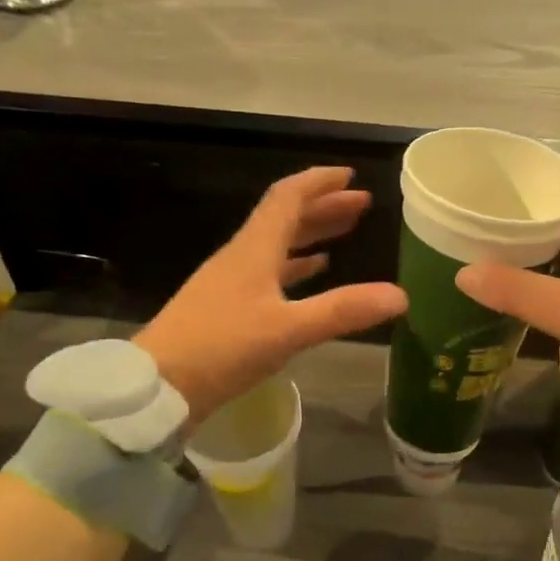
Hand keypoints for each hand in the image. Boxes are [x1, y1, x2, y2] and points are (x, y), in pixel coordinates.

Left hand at [134, 168, 406, 422]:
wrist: (158, 385)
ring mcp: (231, 282)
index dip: (319, 182)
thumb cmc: (221, 348)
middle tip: (361, 204)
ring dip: (311, 235)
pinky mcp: (226, 308)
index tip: (350, 175)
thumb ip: (343, 311)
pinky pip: (268, 273)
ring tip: (345, 232)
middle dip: (324, 207)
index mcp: (254, 249)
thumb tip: (401, 295)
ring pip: (277, 245)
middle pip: (285, 218)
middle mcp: (242, 257)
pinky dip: (294, 267)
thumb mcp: (288, 330)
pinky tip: (311, 274)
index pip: (288, 197)